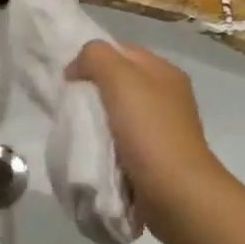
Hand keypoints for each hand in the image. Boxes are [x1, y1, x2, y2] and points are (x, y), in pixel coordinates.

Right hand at [66, 42, 225, 230]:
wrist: (175, 193)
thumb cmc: (149, 131)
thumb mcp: (121, 79)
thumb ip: (96, 57)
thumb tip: (77, 67)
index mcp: (164, 71)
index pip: (120, 50)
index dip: (91, 58)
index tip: (68, 80)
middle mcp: (166, 95)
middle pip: (118, 81)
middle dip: (91, 90)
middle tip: (69, 104)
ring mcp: (161, 127)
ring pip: (118, 111)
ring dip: (96, 119)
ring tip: (78, 129)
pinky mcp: (154, 155)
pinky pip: (121, 139)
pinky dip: (105, 142)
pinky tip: (93, 150)